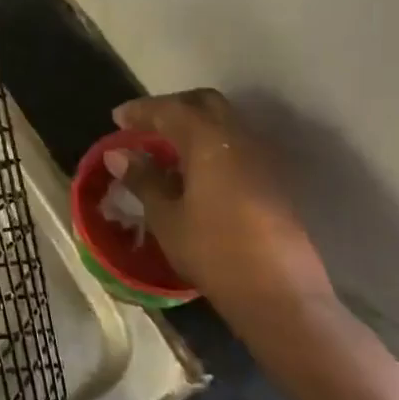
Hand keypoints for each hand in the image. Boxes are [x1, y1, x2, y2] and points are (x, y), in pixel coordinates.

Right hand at [108, 89, 334, 321]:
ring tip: (165, 149)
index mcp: (209, 141)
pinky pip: (235, 145)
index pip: (170, 110)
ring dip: (193, 127)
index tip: (117, 118)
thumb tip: (118, 154)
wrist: (280, 295)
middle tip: (144, 126)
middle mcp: (240, 138)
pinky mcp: (272, 180)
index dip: (141, 111)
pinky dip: (210, 145)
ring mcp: (261, 158)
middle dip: (172, 108)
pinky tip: (192, 172)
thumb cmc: (214, 252)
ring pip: (223, 123)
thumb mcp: (167, 217)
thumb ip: (143, 179)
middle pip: (204, 104)